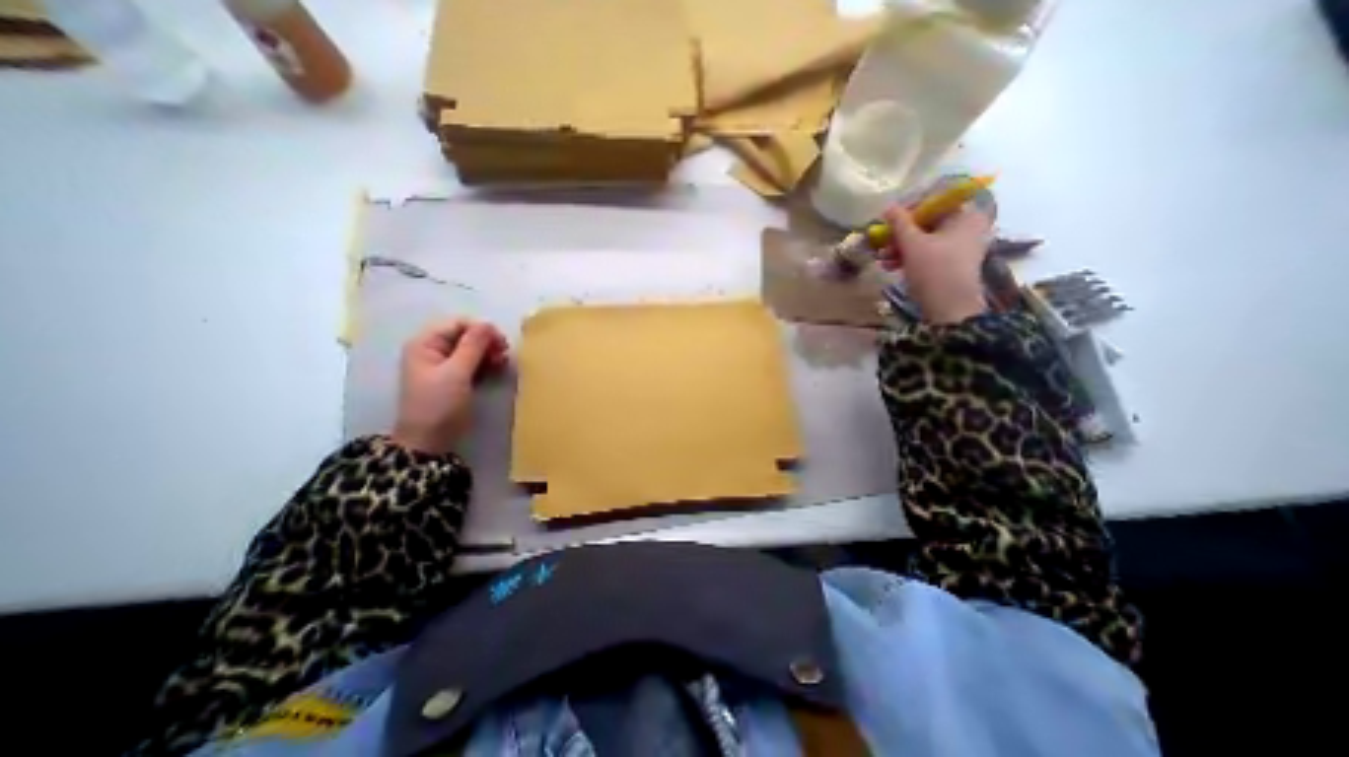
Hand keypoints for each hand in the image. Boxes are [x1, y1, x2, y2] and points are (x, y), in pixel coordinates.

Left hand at [397, 320, 515, 454]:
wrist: (430, 441)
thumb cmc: (439, 404)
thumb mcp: (456, 373)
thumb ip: (473, 346)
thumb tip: (488, 324)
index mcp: (426, 344)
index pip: (457, 323)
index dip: (480, 329)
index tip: (501, 342)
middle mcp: (434, 350)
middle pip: (465, 335)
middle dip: (486, 341)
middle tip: (504, 353)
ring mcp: (445, 365)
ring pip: (472, 349)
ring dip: (489, 352)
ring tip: (503, 363)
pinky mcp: (456, 378)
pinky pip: (474, 363)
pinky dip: (486, 363)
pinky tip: (498, 368)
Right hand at [883, 203, 994, 320]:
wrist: (949, 307)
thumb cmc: (933, 269)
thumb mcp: (912, 243)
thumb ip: (899, 222)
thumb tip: (888, 206)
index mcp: (966, 215)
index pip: (934, 203)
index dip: (908, 211)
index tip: (888, 222)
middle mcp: (968, 227)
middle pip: (928, 223)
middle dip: (901, 234)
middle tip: (882, 243)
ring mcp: (961, 247)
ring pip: (926, 240)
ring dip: (901, 248)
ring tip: (882, 258)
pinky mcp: (952, 264)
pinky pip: (929, 254)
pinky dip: (910, 258)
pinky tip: (891, 266)